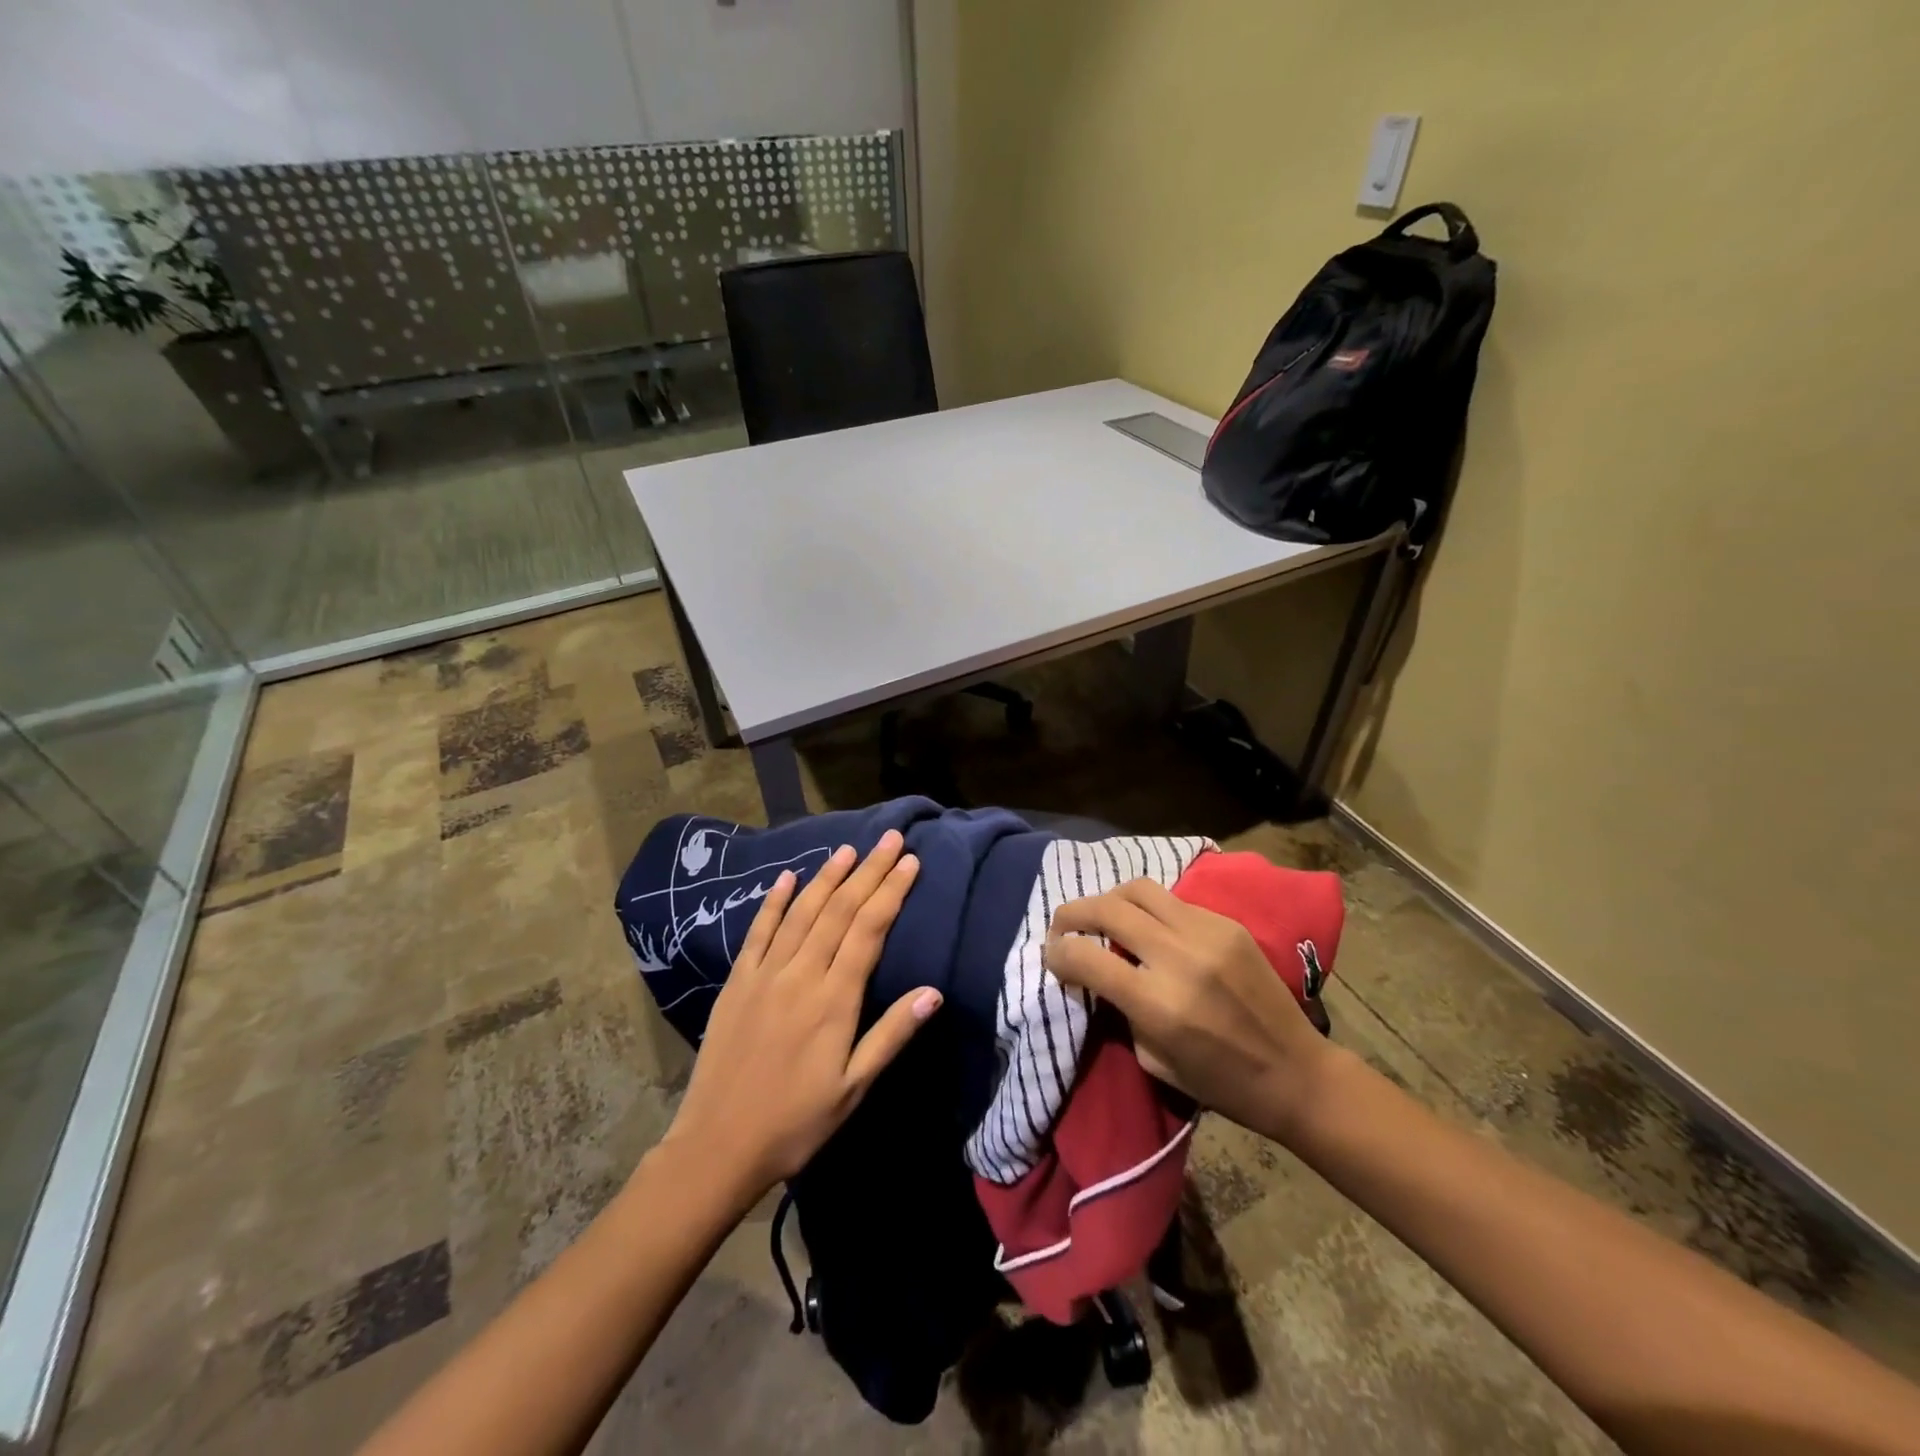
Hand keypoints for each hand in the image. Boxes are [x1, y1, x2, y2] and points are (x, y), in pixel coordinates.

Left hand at [660, 830, 940, 1196]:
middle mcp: (801, 975)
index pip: (869, 930)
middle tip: (889, 839)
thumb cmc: (796, 1122)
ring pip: (802, 913)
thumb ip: (892, 1035)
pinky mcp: (737, 983)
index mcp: (834, 999)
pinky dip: (774, 902)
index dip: (891, 892)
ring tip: (848, 850)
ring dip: (827, 877)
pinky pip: (758, 932)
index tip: (910, 862)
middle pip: (840, 910)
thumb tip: (934, 992)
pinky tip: (787, 878)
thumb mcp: (854, 1087)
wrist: (718, 1146)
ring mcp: (765, 975)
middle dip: (868, 871)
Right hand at [1044, 877, 1336, 1145]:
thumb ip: (1120, 1010)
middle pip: (1107, 909)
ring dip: (1109, 899)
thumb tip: (1096, 972)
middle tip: (1062, 926)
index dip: (1057, 953)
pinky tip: (1149, 926)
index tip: (1052, 956)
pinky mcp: (1227, 924)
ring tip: (1102, 916)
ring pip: (1139, 889)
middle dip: (1072, 913)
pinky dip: (1148, 909)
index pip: (1086, 957)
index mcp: (1158, 1003)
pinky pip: (1173, 901)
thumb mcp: (1153, 1059)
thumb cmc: (1221, 1082)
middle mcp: (1179, 958)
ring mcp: (1207, 933)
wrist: (1297, 1073)